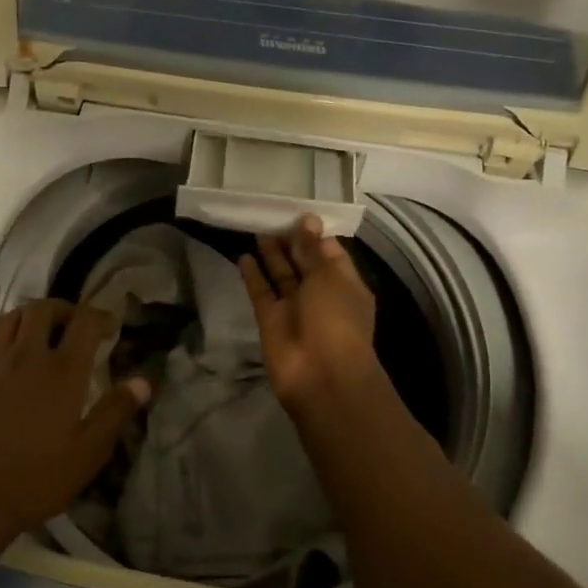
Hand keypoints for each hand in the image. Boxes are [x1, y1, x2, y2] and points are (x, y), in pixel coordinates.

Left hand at [0, 299, 150, 548]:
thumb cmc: (37, 478)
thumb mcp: (89, 452)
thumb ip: (116, 411)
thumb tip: (143, 381)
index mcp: (62, 370)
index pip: (85, 321)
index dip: (101, 316)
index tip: (111, 327)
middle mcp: (25, 357)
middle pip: (41, 309)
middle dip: (62, 309)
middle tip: (73, 326)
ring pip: (5, 320)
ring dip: (24, 318)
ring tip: (36, 334)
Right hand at [238, 216, 381, 418]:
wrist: (321, 376)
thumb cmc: (335, 319)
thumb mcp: (328, 277)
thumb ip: (313, 249)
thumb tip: (308, 219)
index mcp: (345, 284)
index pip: (330, 252)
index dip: (315, 233)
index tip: (297, 211)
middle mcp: (320, 294)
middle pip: (304, 262)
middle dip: (291, 241)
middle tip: (271, 214)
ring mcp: (294, 309)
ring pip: (281, 276)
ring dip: (271, 254)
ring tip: (256, 227)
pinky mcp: (271, 320)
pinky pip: (261, 293)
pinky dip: (253, 276)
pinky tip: (242, 255)